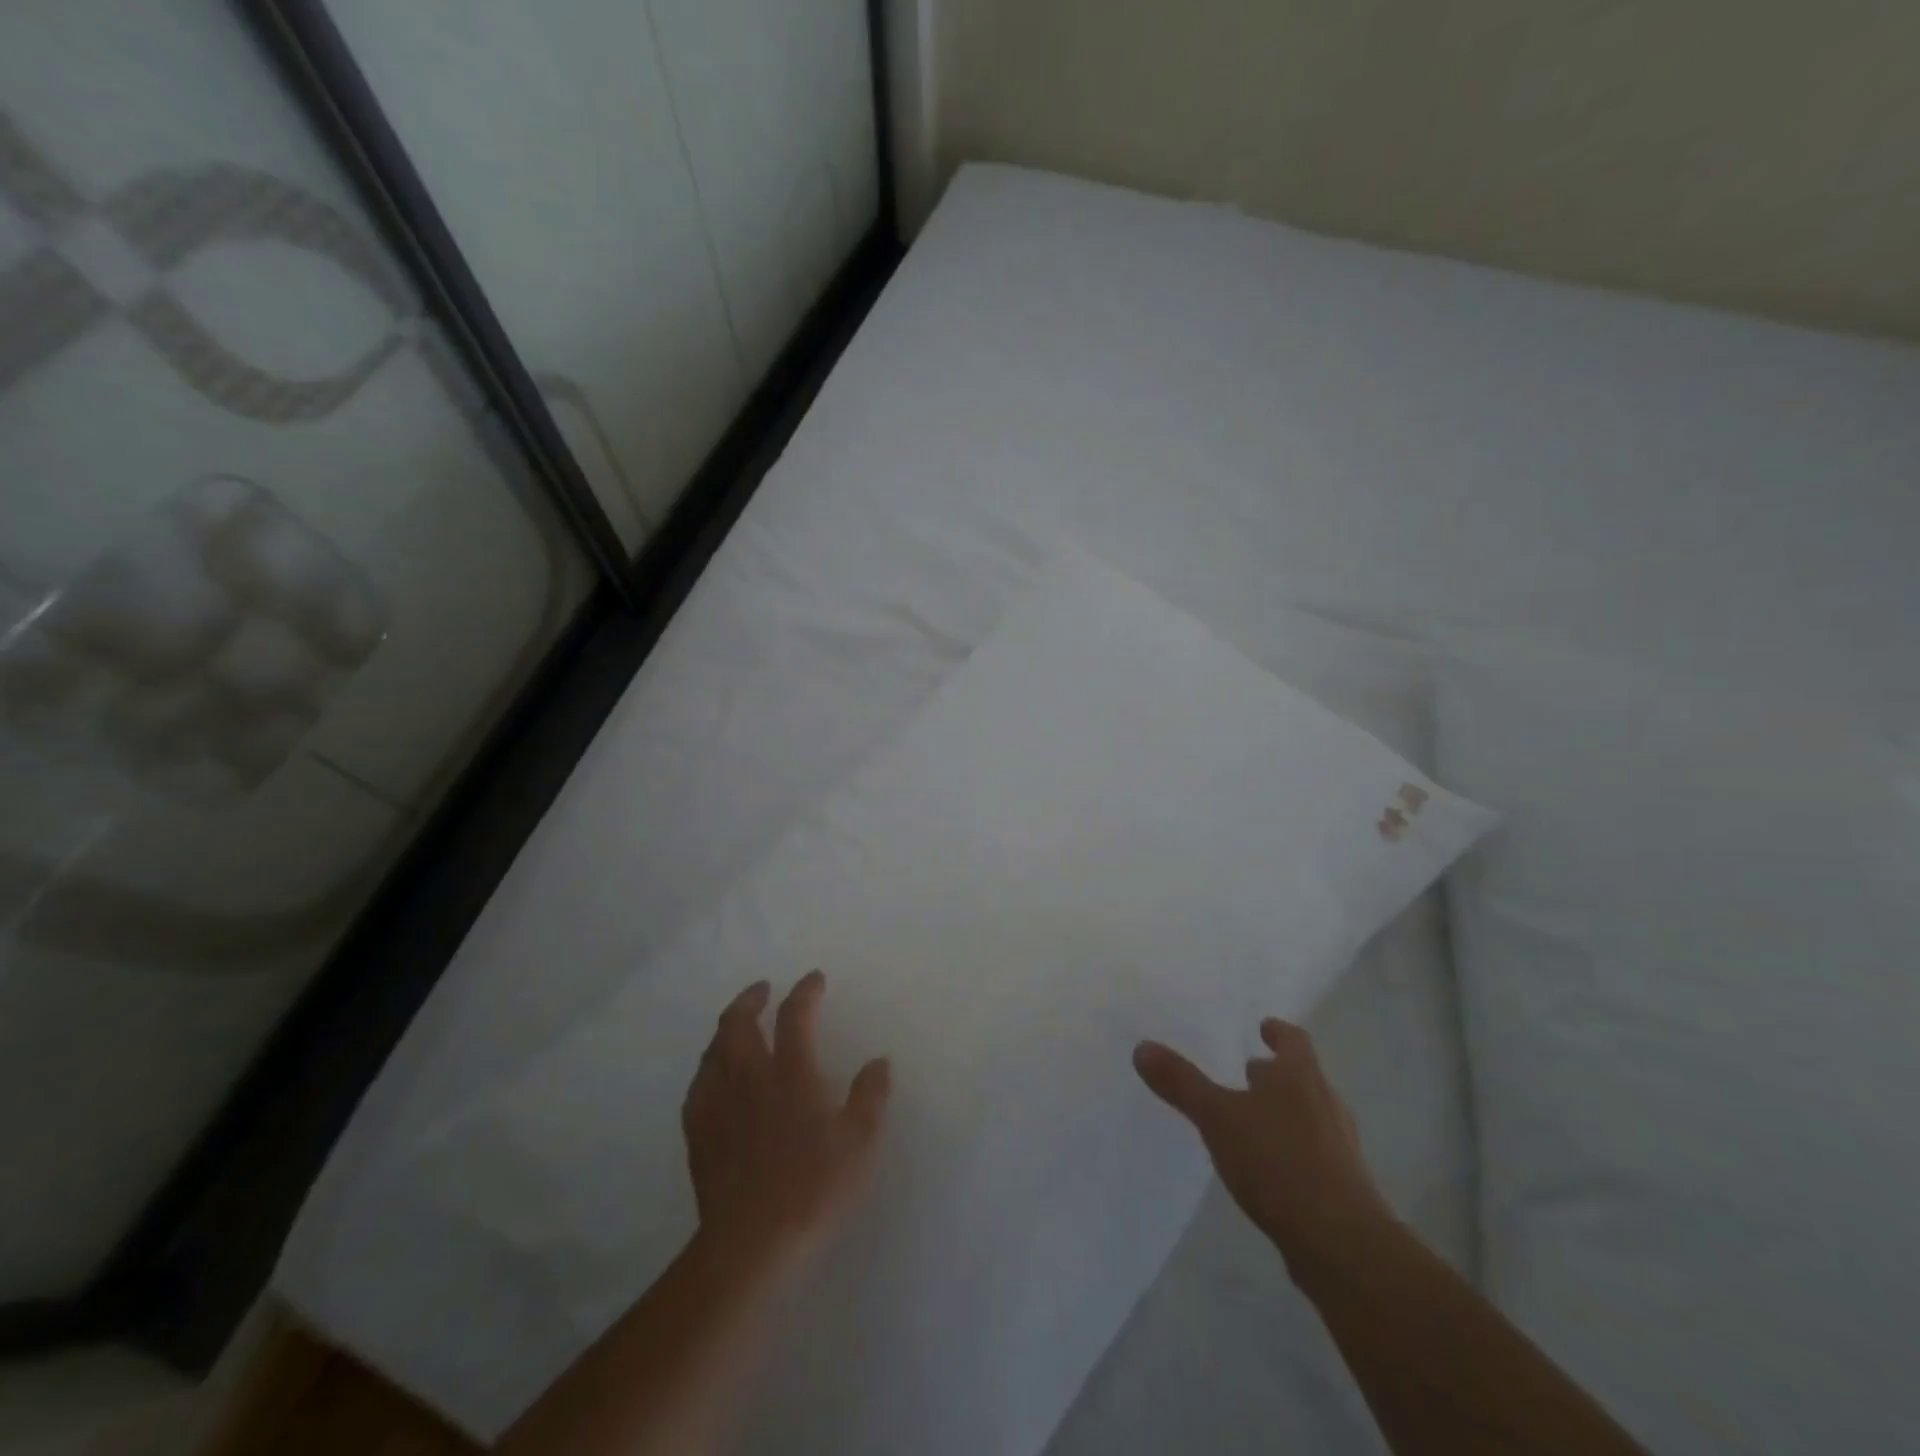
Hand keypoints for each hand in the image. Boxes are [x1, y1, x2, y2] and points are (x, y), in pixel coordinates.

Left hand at [682, 972, 891, 1263]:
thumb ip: (870, 1096)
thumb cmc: (814, 1188)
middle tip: (763, 990)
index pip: (794, 1015)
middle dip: (751, 998)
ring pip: (714, 1049)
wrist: (751, 1242)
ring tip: (738, 1026)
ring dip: (727, 1028)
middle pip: (739, 1022)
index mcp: (791, 1073)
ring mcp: (718, 1104)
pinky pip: (698, 1085)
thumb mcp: (859, 1142)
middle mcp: (750, 1077)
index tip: (814, 979)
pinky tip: (713, 1076)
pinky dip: (708, 1067)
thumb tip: (879, 1061)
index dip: (804, 991)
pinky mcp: (698, 1133)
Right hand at [1134, 1019, 1394, 1275]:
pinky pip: (1316, 1154)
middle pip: (1304, 1077)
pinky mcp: (1345, 1188)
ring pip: (1312, 1116)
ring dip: (1287, 1112)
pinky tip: (1271, 1169)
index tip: (1264, 1027)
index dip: (1278, 1032)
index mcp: (1300, 1076)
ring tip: (1255, 1120)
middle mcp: (1326, 1103)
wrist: (1341, 1245)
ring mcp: (1341, 1147)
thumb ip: (1181, 1083)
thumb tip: (1142, 1047)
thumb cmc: (1278, 1161)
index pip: (1294, 1040)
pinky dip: (1294, 1150)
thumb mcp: (1217, 1117)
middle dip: (1278, 1075)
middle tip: (1250, 1073)